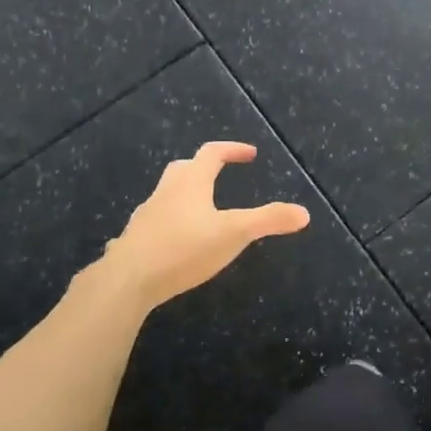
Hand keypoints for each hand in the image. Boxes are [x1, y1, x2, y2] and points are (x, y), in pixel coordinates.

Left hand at [87, 142, 309, 312]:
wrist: (126, 281)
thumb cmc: (183, 249)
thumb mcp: (234, 234)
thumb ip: (269, 220)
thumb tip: (304, 213)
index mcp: (191, 183)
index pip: (212, 153)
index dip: (232, 149)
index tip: (250, 154)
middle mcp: (166, 192)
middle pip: (184, 168)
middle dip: (204, 167)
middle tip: (221, 175)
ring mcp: (146, 216)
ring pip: (166, 194)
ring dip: (184, 195)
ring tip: (201, 211)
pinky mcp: (133, 240)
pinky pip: (152, 222)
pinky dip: (167, 222)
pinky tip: (172, 242)